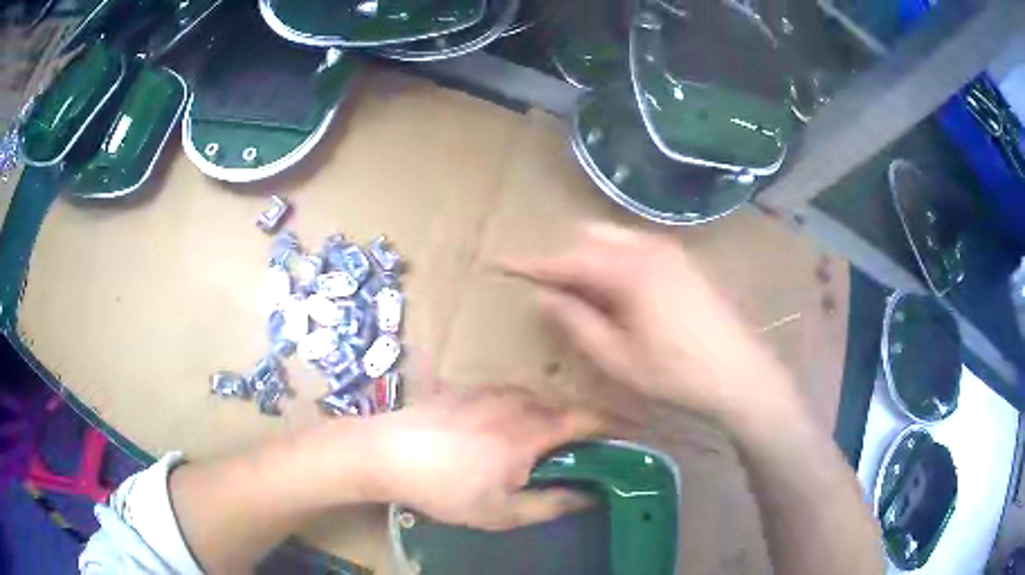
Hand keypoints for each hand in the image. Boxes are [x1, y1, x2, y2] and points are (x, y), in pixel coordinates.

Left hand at [365, 387, 601, 530]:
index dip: (614, 427)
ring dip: (546, 421)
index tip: (629, 437)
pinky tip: (496, 436)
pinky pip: (507, 398)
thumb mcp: (502, 512)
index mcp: (532, 429)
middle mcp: (517, 400)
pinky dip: (518, 413)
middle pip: (563, 409)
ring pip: (535, 402)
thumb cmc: (445, 488)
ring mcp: (489, 389)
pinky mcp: (466, 388)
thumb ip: (552, 504)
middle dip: (577, 430)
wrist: (385, 453)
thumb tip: (589, 496)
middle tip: (579, 455)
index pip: (588, 420)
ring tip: (537, 449)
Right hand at [502, 223, 799, 424]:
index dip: (531, 262)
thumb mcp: (617, 358)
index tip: (501, 263)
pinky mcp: (685, 261)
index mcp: (629, 270)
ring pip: (614, 240)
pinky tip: (620, 294)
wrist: (740, 373)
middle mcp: (649, 248)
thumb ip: (576, 322)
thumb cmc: (676, 373)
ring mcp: (671, 251)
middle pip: (590, 238)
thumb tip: (546, 296)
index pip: (567, 259)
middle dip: (564, 258)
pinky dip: (616, 261)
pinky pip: (636, 248)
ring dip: (591, 259)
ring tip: (584, 296)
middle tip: (551, 292)